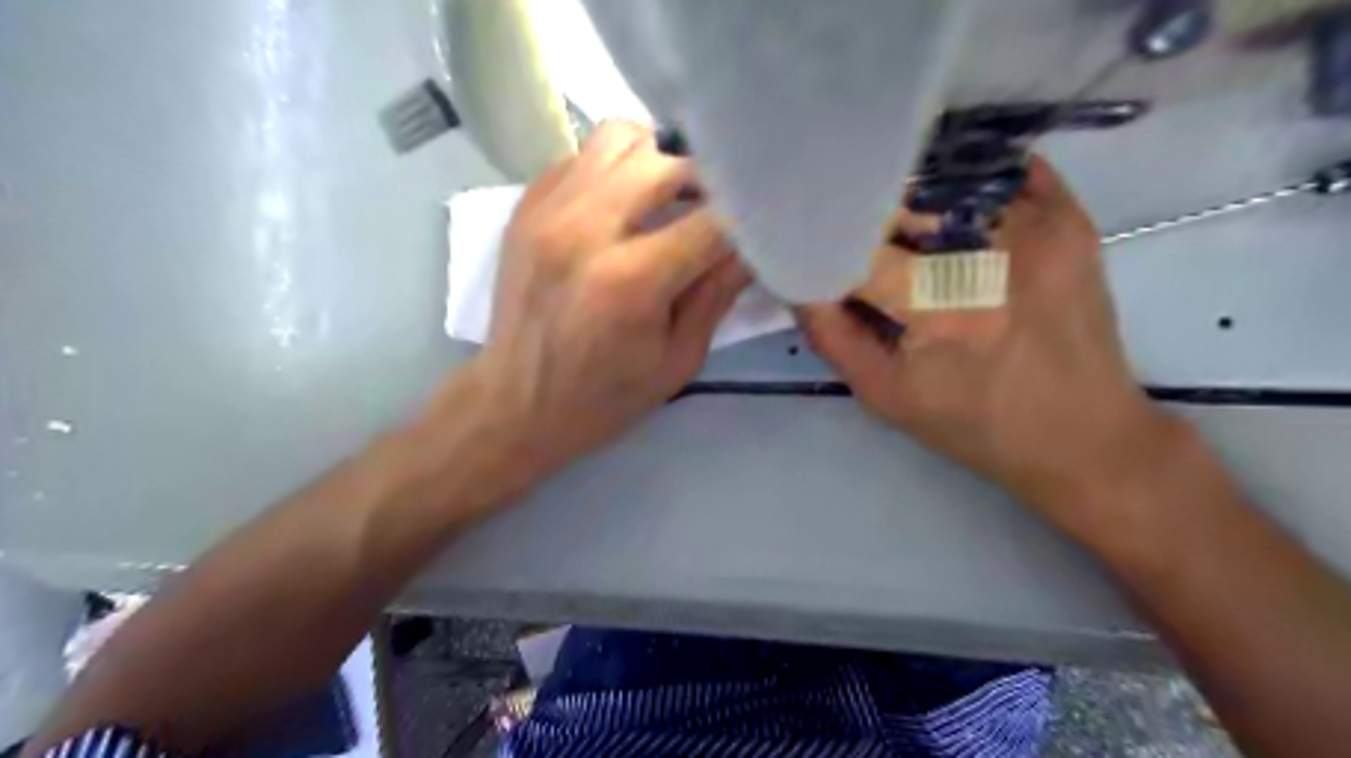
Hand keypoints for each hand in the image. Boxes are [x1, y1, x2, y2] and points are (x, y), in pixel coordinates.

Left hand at [460, 120, 748, 477]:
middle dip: (707, 179)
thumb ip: (717, 294)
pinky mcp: (527, 205)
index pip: (713, 220)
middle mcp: (587, 228)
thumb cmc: (603, 397)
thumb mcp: (677, 360)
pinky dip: (617, 167)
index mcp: (631, 280)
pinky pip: (583, 154)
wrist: (515, 404)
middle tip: (717, 208)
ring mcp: (549, 209)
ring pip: (622, 137)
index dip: (746, 217)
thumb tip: (753, 245)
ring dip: (658, 159)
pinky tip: (624, 204)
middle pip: (668, 161)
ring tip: (669, 197)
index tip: (761, 224)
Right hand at [794, 153, 1179, 533]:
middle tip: (852, 240)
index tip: (805, 246)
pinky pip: (1004, 172)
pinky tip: (949, 209)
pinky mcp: (1070, 220)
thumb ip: (829, 334)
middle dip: (865, 220)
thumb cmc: (973, 425)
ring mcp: (1038, 226)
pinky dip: (966, 181)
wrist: (1082, 437)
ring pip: (948, 180)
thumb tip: (797, 279)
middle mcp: (990, 252)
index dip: (823, 243)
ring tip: (898, 228)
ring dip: (911, 197)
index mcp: (940, 306)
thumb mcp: (883, 395)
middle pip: (900, 203)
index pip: (856, 247)